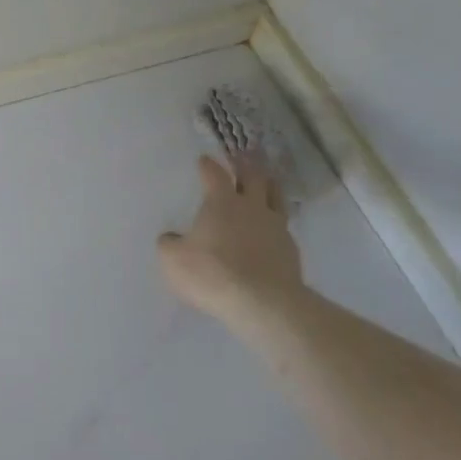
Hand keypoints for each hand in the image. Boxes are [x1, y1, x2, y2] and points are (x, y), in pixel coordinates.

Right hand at [158, 154, 305, 340]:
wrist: (263, 302)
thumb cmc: (212, 273)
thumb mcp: (173, 260)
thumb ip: (170, 244)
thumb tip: (171, 238)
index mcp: (221, 202)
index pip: (215, 174)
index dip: (208, 166)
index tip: (204, 160)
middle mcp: (251, 207)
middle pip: (253, 177)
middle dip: (246, 165)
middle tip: (244, 156)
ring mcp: (275, 227)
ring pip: (276, 196)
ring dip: (269, 185)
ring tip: (267, 181)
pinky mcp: (291, 249)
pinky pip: (283, 226)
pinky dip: (276, 222)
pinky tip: (273, 228)